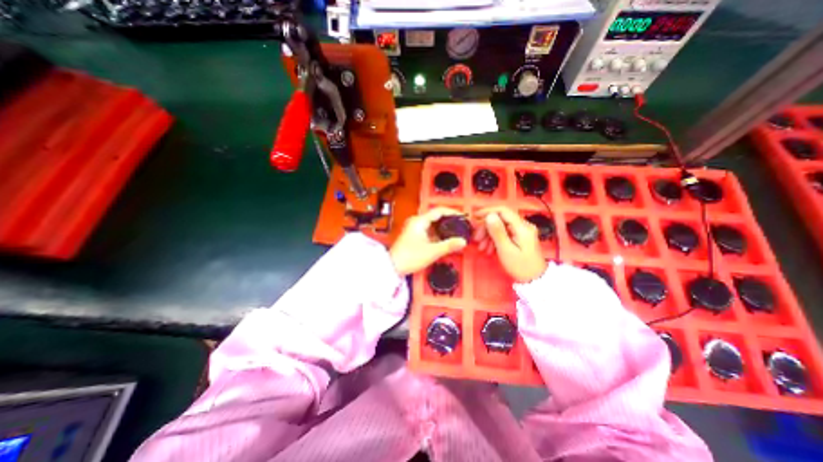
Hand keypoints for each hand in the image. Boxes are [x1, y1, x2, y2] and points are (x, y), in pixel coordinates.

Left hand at [390, 207, 464, 275]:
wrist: (392, 267)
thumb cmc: (409, 257)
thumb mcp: (432, 252)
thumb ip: (449, 246)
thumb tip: (462, 242)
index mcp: (419, 221)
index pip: (439, 211)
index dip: (452, 212)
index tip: (462, 217)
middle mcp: (416, 222)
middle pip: (436, 217)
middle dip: (449, 221)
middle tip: (461, 226)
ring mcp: (414, 228)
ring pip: (433, 225)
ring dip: (444, 229)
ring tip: (456, 233)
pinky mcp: (414, 236)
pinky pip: (429, 231)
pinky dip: (438, 234)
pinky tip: (445, 240)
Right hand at [477, 207, 545, 282]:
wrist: (534, 280)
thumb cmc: (520, 266)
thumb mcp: (506, 250)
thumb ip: (497, 231)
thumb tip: (489, 215)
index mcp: (522, 227)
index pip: (503, 210)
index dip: (487, 211)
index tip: (475, 217)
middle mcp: (523, 226)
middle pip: (501, 219)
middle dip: (486, 227)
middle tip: (477, 239)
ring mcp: (522, 231)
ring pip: (501, 226)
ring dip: (489, 235)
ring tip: (482, 247)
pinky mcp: (520, 237)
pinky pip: (504, 233)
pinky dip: (495, 239)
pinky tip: (489, 249)